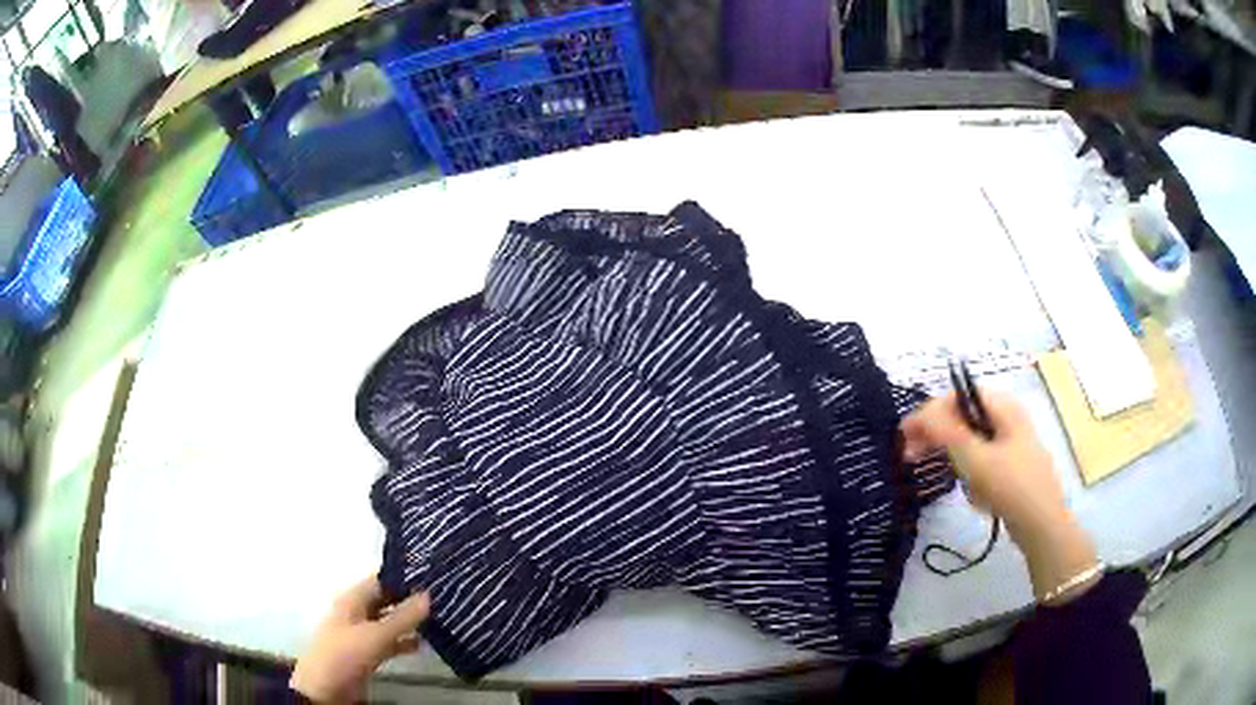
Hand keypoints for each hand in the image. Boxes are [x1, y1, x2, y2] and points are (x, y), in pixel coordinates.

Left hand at [290, 576, 429, 702]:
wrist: (326, 688)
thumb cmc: (345, 653)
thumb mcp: (376, 635)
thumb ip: (403, 617)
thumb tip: (429, 594)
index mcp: (353, 599)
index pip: (380, 580)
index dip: (403, 577)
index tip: (432, 574)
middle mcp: (358, 612)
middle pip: (386, 600)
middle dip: (410, 599)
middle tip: (442, 596)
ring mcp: (363, 633)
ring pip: (390, 622)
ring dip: (410, 622)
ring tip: (440, 617)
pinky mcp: (369, 653)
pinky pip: (390, 642)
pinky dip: (405, 641)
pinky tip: (426, 642)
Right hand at [901, 391, 1099, 602]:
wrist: (1042, 524)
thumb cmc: (1010, 485)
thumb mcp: (974, 458)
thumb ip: (945, 432)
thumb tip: (922, 413)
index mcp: (1002, 406)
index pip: (957, 396)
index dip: (928, 412)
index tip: (905, 435)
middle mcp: (1008, 417)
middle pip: (963, 417)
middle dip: (937, 436)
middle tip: (910, 456)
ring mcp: (1012, 441)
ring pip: (972, 442)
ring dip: (956, 459)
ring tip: (953, 481)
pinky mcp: (1012, 465)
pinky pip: (983, 461)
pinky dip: (973, 474)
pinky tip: (977, 495)